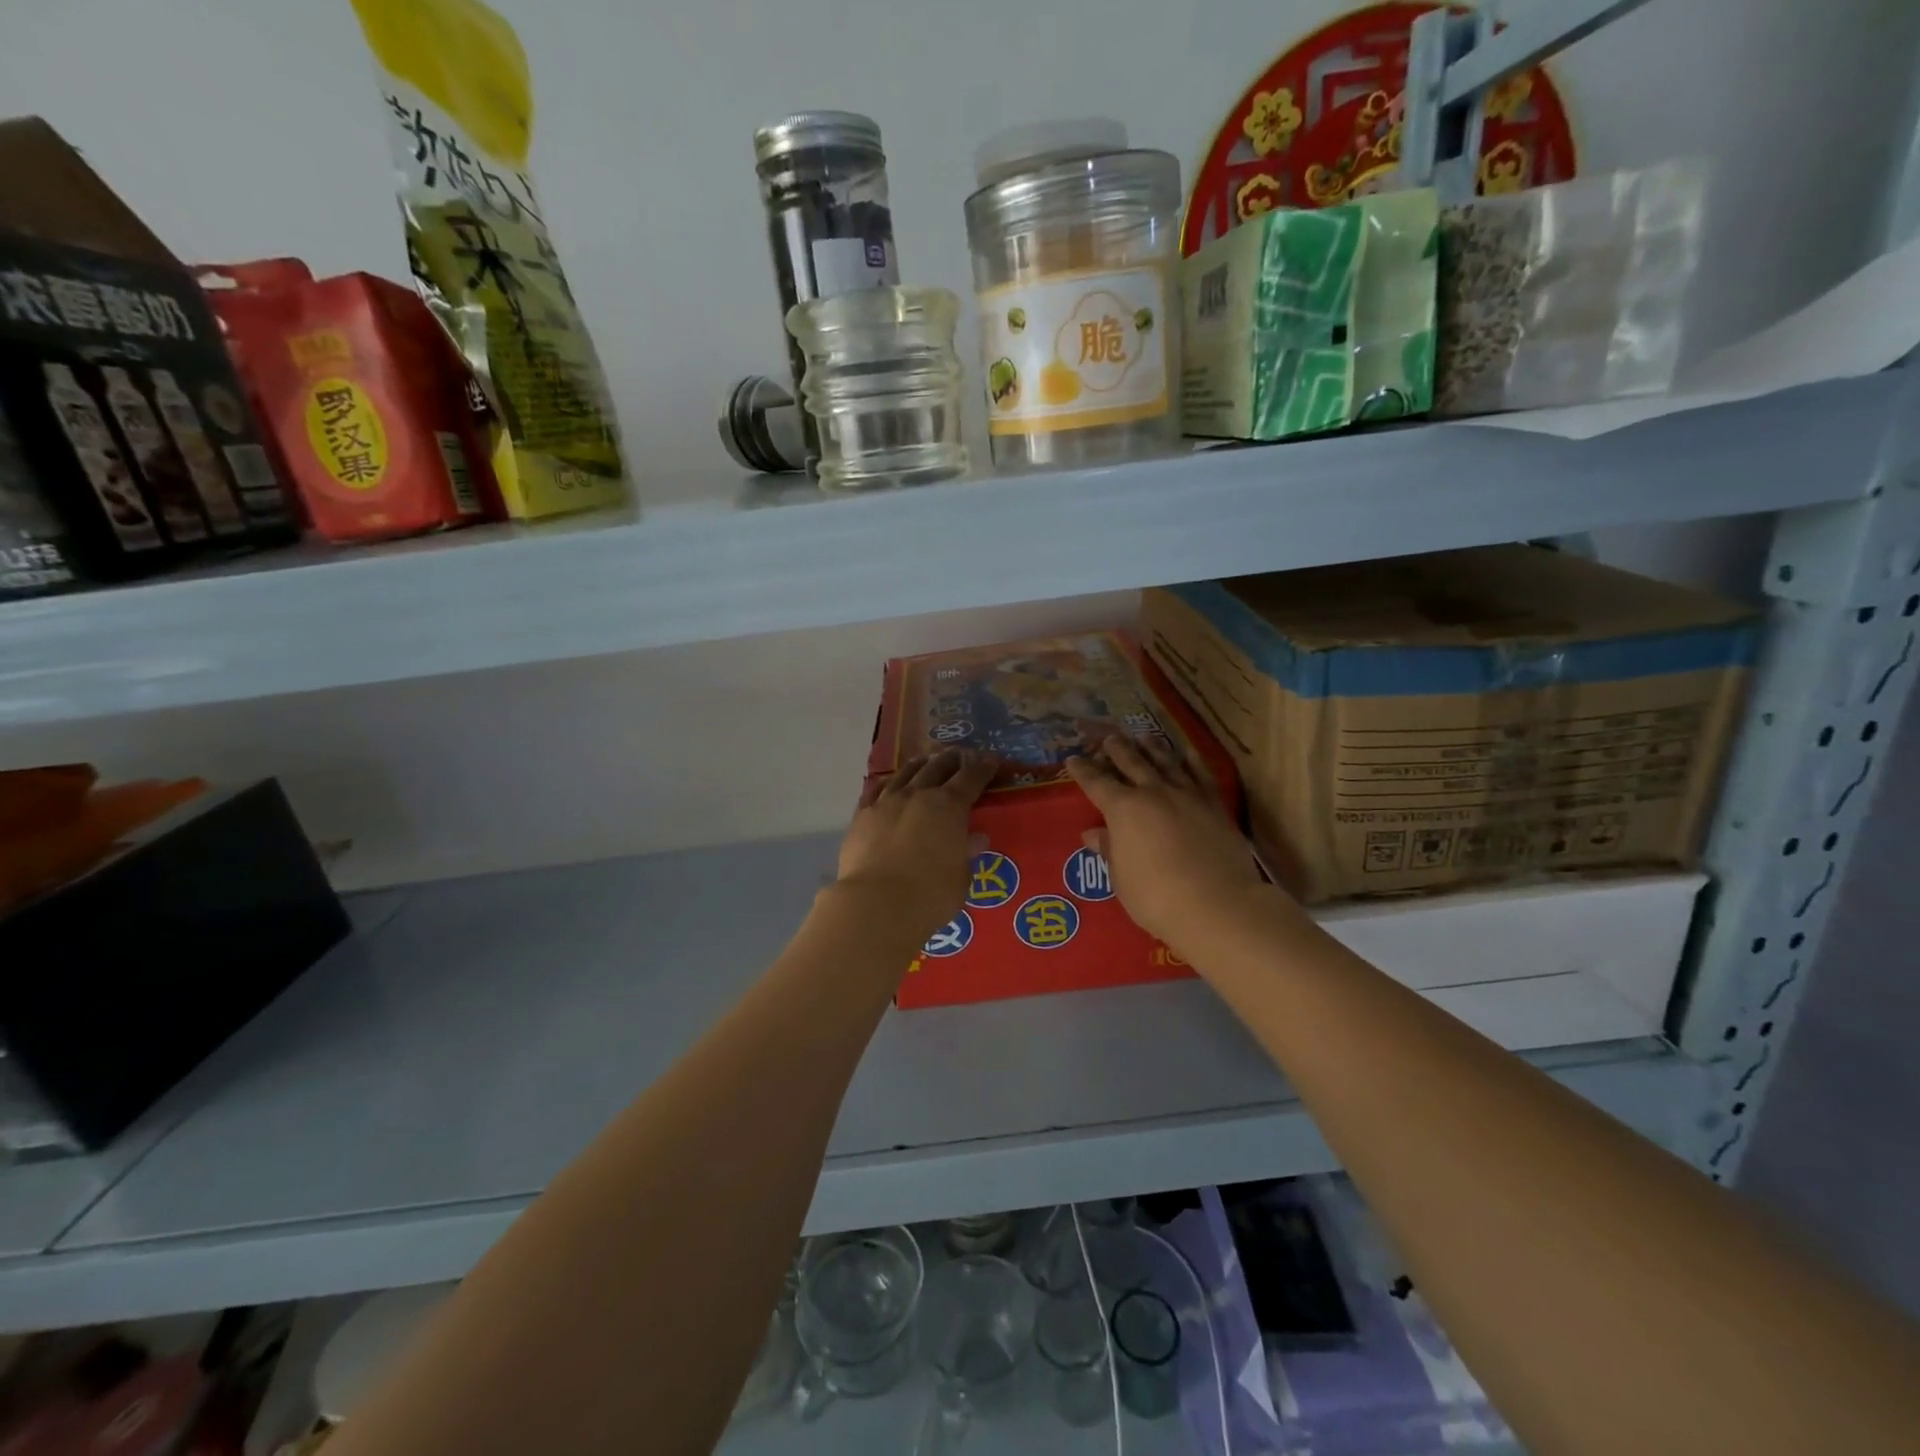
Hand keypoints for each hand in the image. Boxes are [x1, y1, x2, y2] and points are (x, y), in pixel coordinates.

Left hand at [837, 749, 996, 941]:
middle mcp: (918, 795)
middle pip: (937, 768)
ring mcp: (886, 802)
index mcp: (949, 806)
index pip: (971, 778)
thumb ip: (966, 855)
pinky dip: (885, 784)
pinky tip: (886, 783)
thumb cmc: (931, 895)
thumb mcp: (961, 879)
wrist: (877, 903)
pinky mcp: (862, 816)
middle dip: (951, 760)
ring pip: (905, 774)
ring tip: (924, 760)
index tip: (990, 760)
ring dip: (919, 765)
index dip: (982, 768)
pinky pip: (874, 791)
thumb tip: (975, 839)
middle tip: (959, 754)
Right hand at [1066, 735, 1265, 946]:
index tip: (1073, 759)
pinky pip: (1201, 775)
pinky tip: (1188, 753)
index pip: (1096, 783)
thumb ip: (1109, 851)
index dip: (1083, 771)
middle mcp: (1153, 793)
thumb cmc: (1156, 897)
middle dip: (1117, 750)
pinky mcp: (1214, 805)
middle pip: (1131, 763)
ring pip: (1166, 762)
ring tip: (1144, 737)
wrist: (1216, 904)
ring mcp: (1186, 795)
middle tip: (1109, 738)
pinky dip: (1193, 761)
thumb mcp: (1121, 878)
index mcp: (1123, 810)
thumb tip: (1093, 833)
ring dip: (1152, 748)